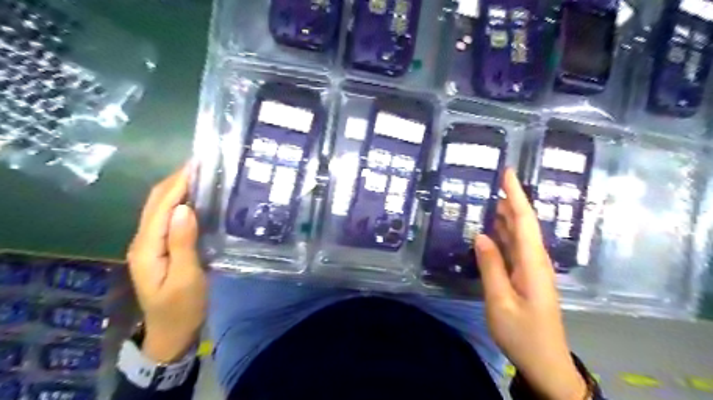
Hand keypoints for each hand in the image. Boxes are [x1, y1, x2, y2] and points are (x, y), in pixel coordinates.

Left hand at [127, 163, 205, 364]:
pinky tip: (196, 199)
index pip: (161, 206)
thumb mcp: (187, 277)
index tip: (198, 164)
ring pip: (160, 208)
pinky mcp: (161, 247)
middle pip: (156, 202)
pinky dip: (180, 202)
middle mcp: (143, 240)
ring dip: (177, 189)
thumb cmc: (183, 307)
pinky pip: (167, 217)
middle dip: (176, 180)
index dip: (178, 183)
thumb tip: (184, 208)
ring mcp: (150, 244)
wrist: (172, 331)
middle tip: (203, 165)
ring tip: (201, 175)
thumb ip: (182, 243)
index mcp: (147, 247)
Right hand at [472, 169, 583, 399]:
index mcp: (532, 263)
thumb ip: (491, 266)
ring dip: (506, 216)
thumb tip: (481, 235)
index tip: (507, 172)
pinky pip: (514, 249)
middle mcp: (536, 261)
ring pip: (519, 235)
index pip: (524, 220)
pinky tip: (492, 231)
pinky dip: (503, 235)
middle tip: (491, 182)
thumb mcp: (500, 301)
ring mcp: (532, 269)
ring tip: (489, 199)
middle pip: (524, 224)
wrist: (544, 362)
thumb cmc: (522, 333)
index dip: (515, 195)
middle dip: (510, 200)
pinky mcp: (527, 277)